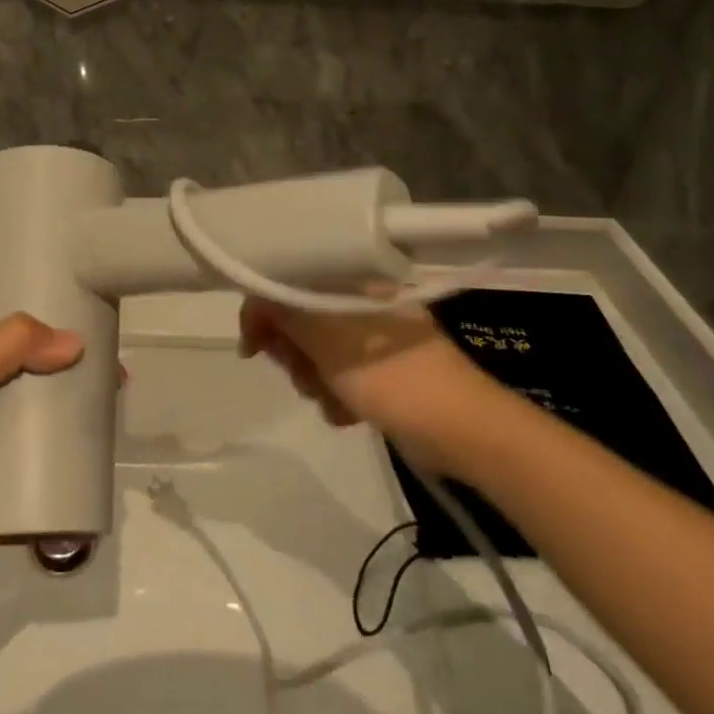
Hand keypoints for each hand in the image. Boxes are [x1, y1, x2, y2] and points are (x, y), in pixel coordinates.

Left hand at [0, 303, 82, 591]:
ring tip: (113, 386)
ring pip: (31, 390)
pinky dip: (60, 427)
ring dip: (67, 387)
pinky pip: (34, 433)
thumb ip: (11, 346)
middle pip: (20, 347)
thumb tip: (76, 343)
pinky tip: (94, 426)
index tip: (75, 289)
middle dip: (61, 345)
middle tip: (108, 346)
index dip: (27, 291)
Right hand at [238, 297, 478, 473]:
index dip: (265, 314)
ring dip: (315, 382)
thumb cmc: (389, 375)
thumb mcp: (326, 338)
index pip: (290, 284)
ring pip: (316, 356)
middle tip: (303, 374)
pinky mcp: (381, 374)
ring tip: (334, 398)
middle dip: (294, 355)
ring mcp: (372, 341)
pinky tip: (350, 414)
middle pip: (300, 323)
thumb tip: (253, 301)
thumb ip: (283, 313)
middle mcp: (360, 305)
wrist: (460, 429)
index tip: (253, 349)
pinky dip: (338, 397)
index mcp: (352, 284)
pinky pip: (339, 380)